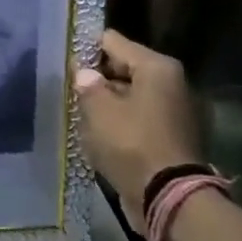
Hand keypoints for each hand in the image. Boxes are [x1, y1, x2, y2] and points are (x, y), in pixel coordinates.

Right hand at [74, 28, 202, 222]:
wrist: (169, 198)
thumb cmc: (131, 143)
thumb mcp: (98, 109)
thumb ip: (87, 83)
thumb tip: (84, 73)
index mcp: (157, 67)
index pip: (112, 41)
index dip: (86, 49)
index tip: (65, 62)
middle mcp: (172, 83)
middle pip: (124, 68)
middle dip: (97, 77)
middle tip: (71, 90)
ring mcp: (176, 111)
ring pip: (131, 95)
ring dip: (108, 102)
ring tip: (82, 113)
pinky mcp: (174, 136)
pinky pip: (140, 118)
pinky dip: (122, 121)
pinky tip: (100, 133)